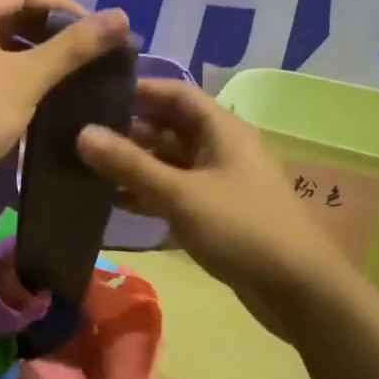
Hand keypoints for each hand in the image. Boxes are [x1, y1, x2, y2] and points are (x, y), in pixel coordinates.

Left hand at [0, 0, 130, 202]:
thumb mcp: (27, 78)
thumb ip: (74, 47)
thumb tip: (122, 16)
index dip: (65, 6)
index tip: (97, 33)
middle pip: (10, 13)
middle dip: (50, 32)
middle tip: (86, 56)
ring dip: (32, 55)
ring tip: (67, 77)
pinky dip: (11, 73)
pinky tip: (34, 96)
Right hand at [76, 79, 343, 330]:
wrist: (298, 289)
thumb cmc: (240, 228)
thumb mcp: (179, 194)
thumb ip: (129, 165)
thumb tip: (82, 133)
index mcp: (222, 129)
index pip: (175, 93)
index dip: (138, 89)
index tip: (94, 93)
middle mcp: (221, 147)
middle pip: (170, 126)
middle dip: (129, 129)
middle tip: (81, 133)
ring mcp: (220, 180)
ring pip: (170, 160)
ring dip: (135, 163)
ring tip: (88, 166)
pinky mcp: (217, 211)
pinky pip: (176, 190)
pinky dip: (148, 191)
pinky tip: (114, 201)